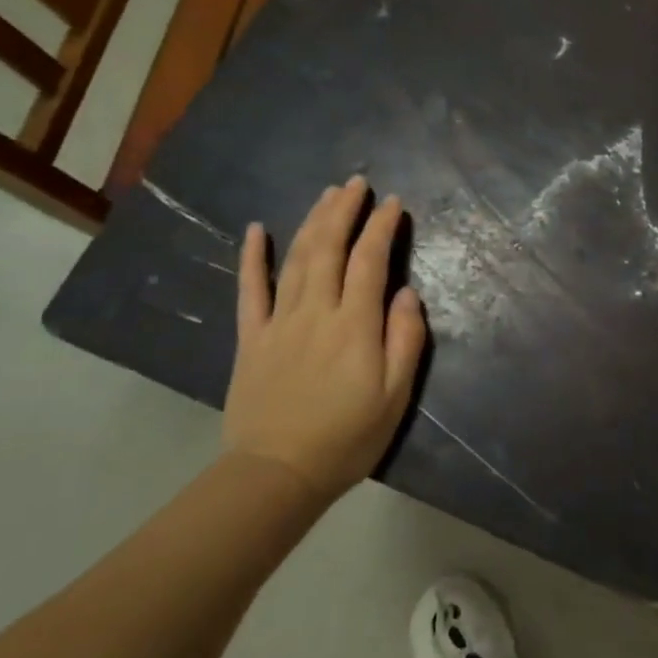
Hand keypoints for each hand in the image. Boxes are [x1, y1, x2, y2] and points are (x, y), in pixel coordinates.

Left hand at [223, 177, 426, 502]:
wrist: (277, 474)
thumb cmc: (347, 438)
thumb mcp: (395, 396)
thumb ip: (405, 340)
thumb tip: (407, 294)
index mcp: (355, 326)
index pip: (370, 262)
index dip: (382, 227)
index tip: (393, 203)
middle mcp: (316, 312)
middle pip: (329, 248)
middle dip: (345, 211)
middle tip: (357, 183)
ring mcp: (278, 322)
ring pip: (296, 259)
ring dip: (312, 222)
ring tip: (327, 195)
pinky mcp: (251, 338)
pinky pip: (250, 290)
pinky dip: (252, 257)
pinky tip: (257, 230)